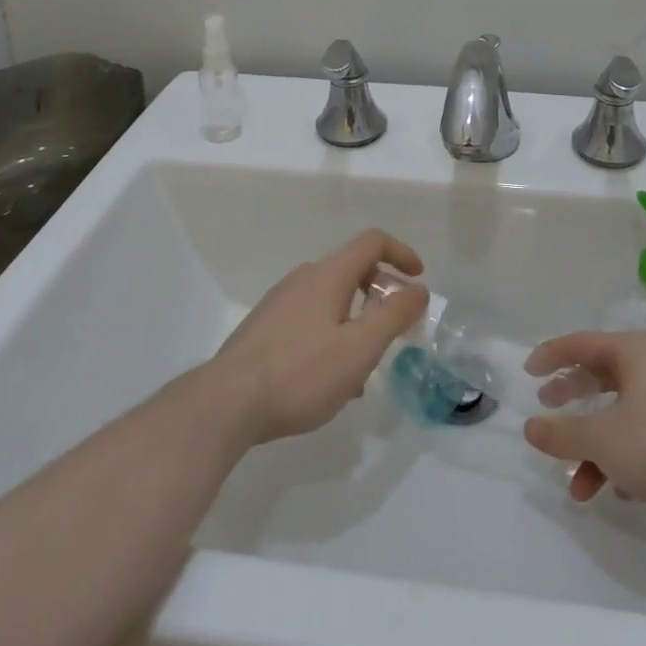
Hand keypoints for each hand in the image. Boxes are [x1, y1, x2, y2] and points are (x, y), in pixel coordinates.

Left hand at [209, 229, 427, 445]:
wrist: (226, 403)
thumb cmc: (301, 373)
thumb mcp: (359, 348)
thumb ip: (393, 316)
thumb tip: (419, 289)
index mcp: (329, 274)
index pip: (372, 242)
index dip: (401, 253)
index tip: (418, 279)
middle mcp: (304, 278)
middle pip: (352, 269)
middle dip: (381, 293)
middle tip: (396, 328)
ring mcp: (280, 301)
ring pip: (331, 299)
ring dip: (357, 320)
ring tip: (365, 366)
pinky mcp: (265, 327)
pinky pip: (311, 319)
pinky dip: (333, 334)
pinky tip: (331, 379)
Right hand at [522, 331, 645, 508]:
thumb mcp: (602, 441)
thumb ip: (562, 434)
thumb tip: (530, 427)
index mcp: (631, 352)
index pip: (580, 344)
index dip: (551, 356)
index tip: (529, 373)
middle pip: (601, 375)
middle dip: (572, 399)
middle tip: (547, 411)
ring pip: (622, 413)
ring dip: (596, 446)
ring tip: (578, 484)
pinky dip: (625, 454)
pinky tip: (619, 490)